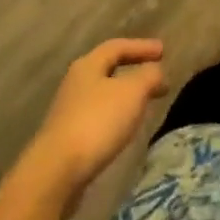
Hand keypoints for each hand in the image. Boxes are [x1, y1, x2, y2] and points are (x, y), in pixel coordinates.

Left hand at [22, 38, 169, 203]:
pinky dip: (115, 117)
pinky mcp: (67, 139)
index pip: (118, 46)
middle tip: (154, 76)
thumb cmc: (96, 122)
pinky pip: (97, 118)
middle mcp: (76, 83)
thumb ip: (149, 76)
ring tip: (143, 104)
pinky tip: (123, 130)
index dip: (141, 47)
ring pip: (103, 95)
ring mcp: (68, 111)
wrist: (55, 173)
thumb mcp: (132, 92)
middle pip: (108, 69)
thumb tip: (157, 71)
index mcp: (88, 65)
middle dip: (133, 71)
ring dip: (124, 96)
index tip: (163, 52)